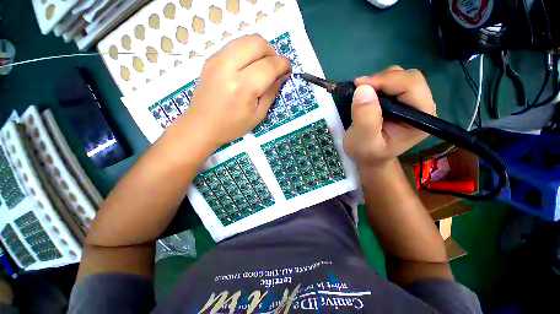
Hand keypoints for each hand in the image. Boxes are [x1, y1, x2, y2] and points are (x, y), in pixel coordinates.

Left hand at [180, 34, 290, 146]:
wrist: (202, 125)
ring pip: (246, 39)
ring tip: (263, 66)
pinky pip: (235, 45)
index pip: (270, 65)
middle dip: (273, 52)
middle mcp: (229, 67)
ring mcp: (217, 59)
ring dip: (260, 49)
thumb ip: (272, 92)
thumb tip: (283, 75)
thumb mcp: (258, 115)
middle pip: (258, 43)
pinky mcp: (211, 58)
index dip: (283, 64)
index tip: (288, 69)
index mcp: (243, 87)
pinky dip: (247, 51)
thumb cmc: (232, 126)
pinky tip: (249, 66)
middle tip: (275, 67)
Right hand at [344, 66, 436, 166]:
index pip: (411, 86)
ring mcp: (412, 102)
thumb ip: (365, 119)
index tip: (359, 85)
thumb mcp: (363, 141)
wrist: (369, 157)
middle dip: (382, 80)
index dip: (386, 81)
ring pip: (400, 76)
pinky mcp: (401, 100)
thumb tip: (363, 89)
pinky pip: (392, 82)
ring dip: (379, 81)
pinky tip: (367, 95)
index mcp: (421, 118)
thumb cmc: (367, 153)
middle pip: (408, 78)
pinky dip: (377, 84)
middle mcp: (422, 106)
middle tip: (359, 89)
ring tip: (363, 94)